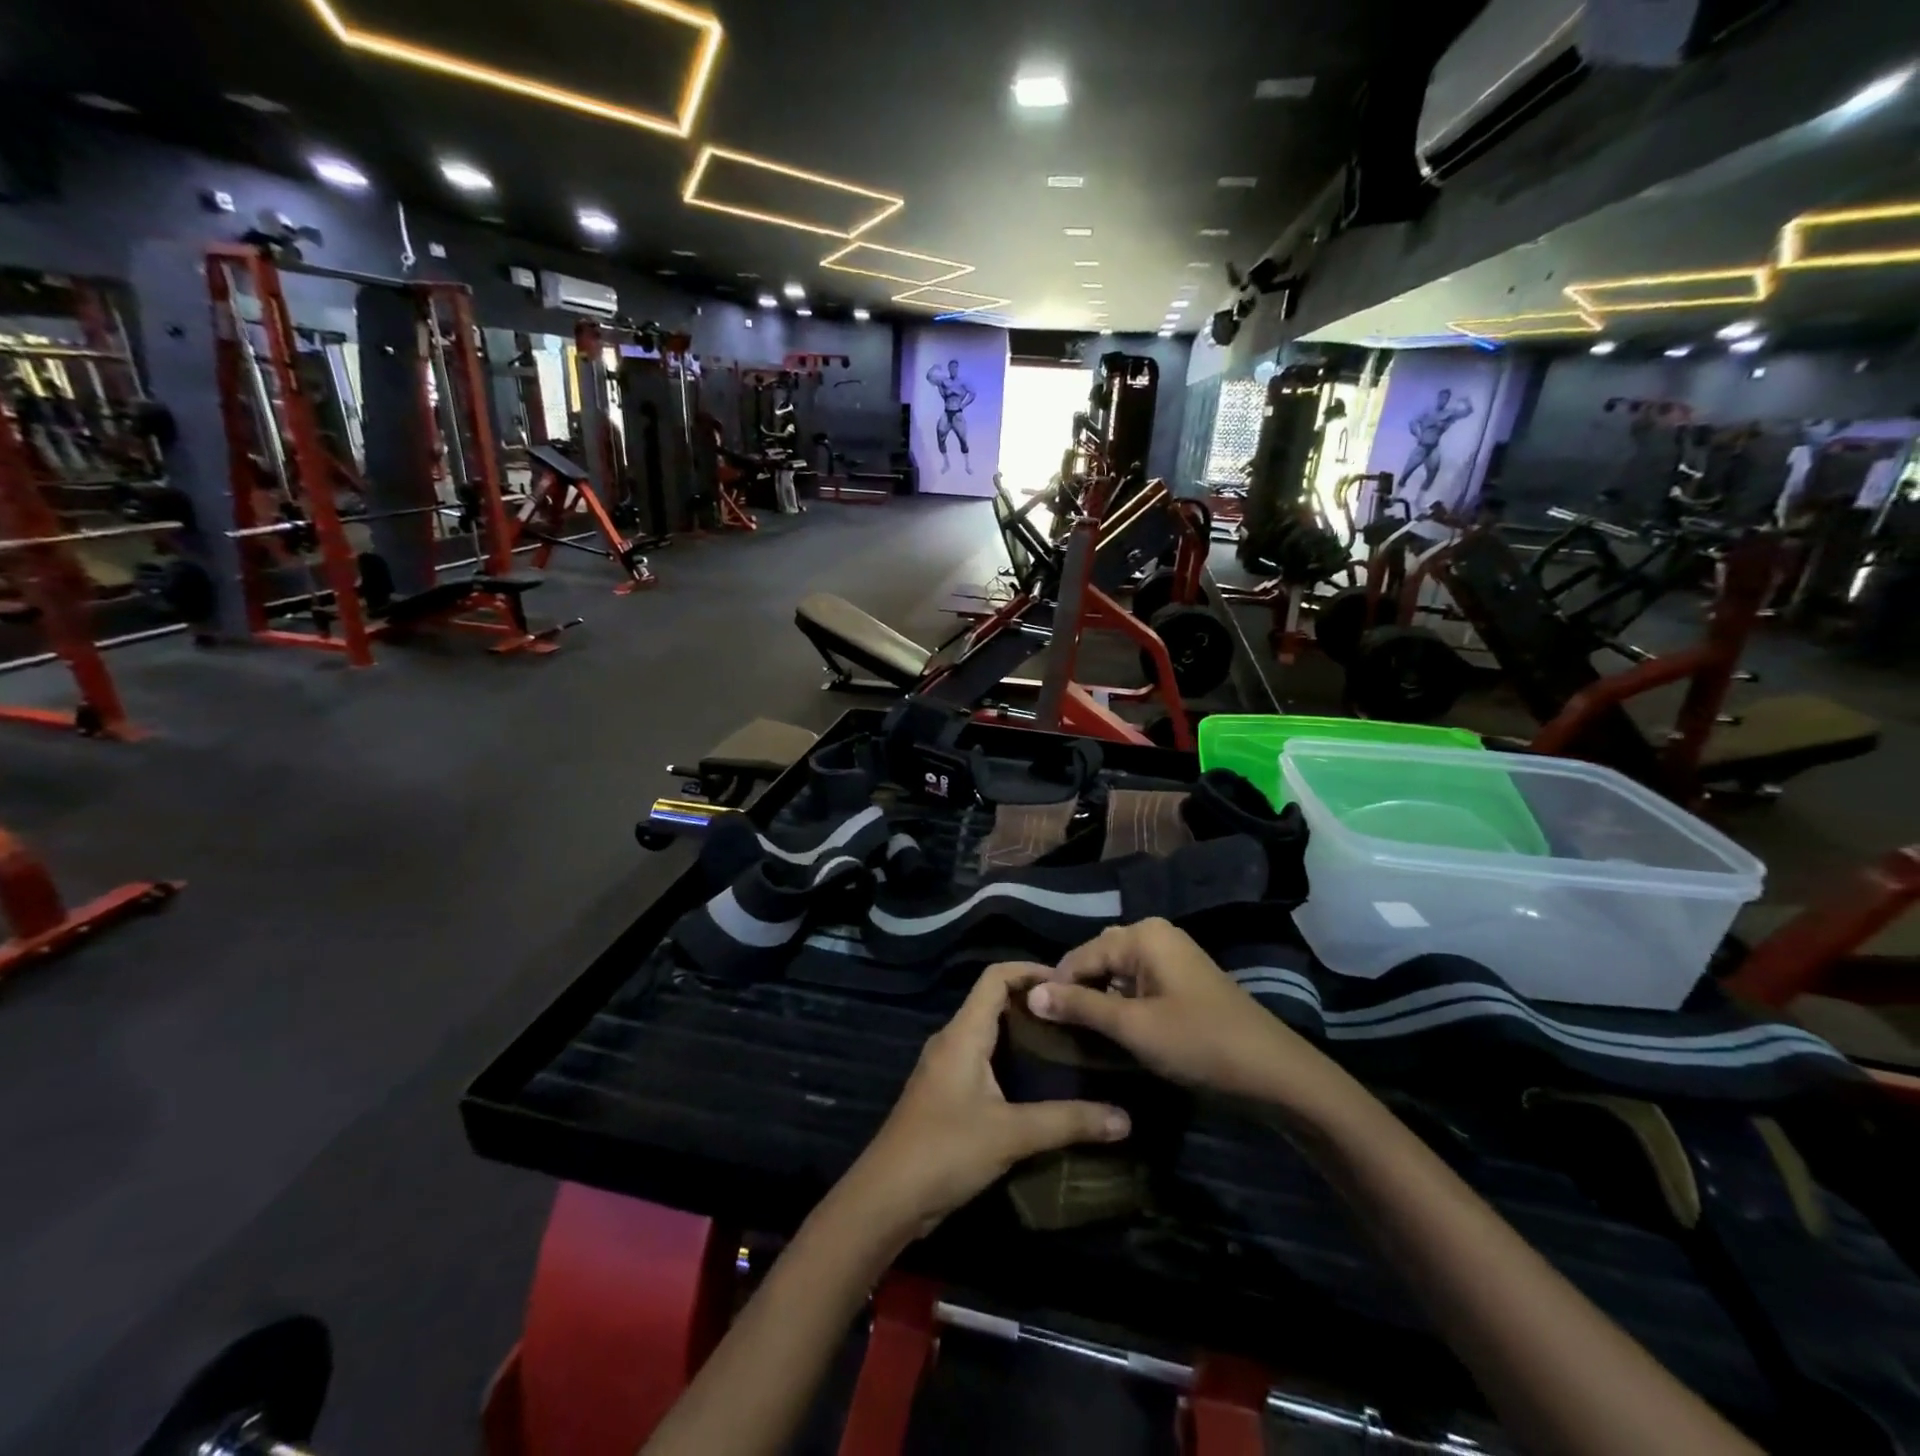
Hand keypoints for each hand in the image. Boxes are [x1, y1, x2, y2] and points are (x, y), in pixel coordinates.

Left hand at [840, 963, 1130, 1241]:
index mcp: (963, 1033)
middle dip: (1033, 1001)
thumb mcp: (1011, 1134)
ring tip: (1067, 1042)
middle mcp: (952, 1040)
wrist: (886, 1199)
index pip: (995, 977)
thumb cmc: (945, 1151)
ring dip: (1022, 1031)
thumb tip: (1125, 1119)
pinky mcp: (946, 1094)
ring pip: (988, 1032)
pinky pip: (982, 1059)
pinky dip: (1010, 1058)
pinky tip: (1038, 1081)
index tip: (1071, 981)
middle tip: (1077, 1014)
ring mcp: (946, 1068)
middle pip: (993, 1001)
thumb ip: (1067, 1122)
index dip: (1030, 969)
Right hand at [1026, 919, 1338, 1105]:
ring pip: (1117, 973)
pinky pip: (1137, 984)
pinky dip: (1121, 1004)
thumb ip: (1080, 1006)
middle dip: (1077, 991)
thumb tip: (1031, 993)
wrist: (1274, 1073)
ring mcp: (1172, 956)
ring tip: (1081, 1034)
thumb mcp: (1133, 1026)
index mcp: (1141, 935)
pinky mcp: (1183, 980)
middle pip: (1097, 959)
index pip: (1079, 955)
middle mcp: (1155, 935)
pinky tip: (1115, 1031)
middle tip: (1059, 1030)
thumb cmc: (1199, 1043)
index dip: (1056, 988)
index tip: (1036, 1022)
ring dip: (1099, 1000)